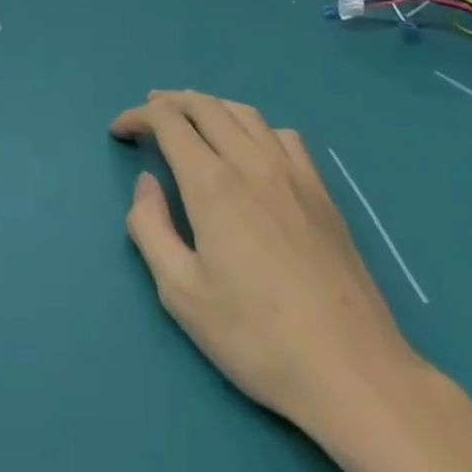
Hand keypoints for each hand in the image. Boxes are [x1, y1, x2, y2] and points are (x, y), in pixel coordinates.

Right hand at [110, 90, 422, 438]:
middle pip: (204, 105)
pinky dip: (254, 126)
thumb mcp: (181, 294)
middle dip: (169, 101)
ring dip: (210, 105)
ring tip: (192, 116)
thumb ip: (150, 229)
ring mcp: (292, 173)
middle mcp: (250, 162)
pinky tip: (252, 146)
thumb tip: (147, 183)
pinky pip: (283, 135)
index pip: (168, 122)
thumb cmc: (256, 337)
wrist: (352, 370)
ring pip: (244, 112)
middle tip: (148, 110)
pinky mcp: (321, 191)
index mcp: (212, 183)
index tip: (119, 130)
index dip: (138, 116)